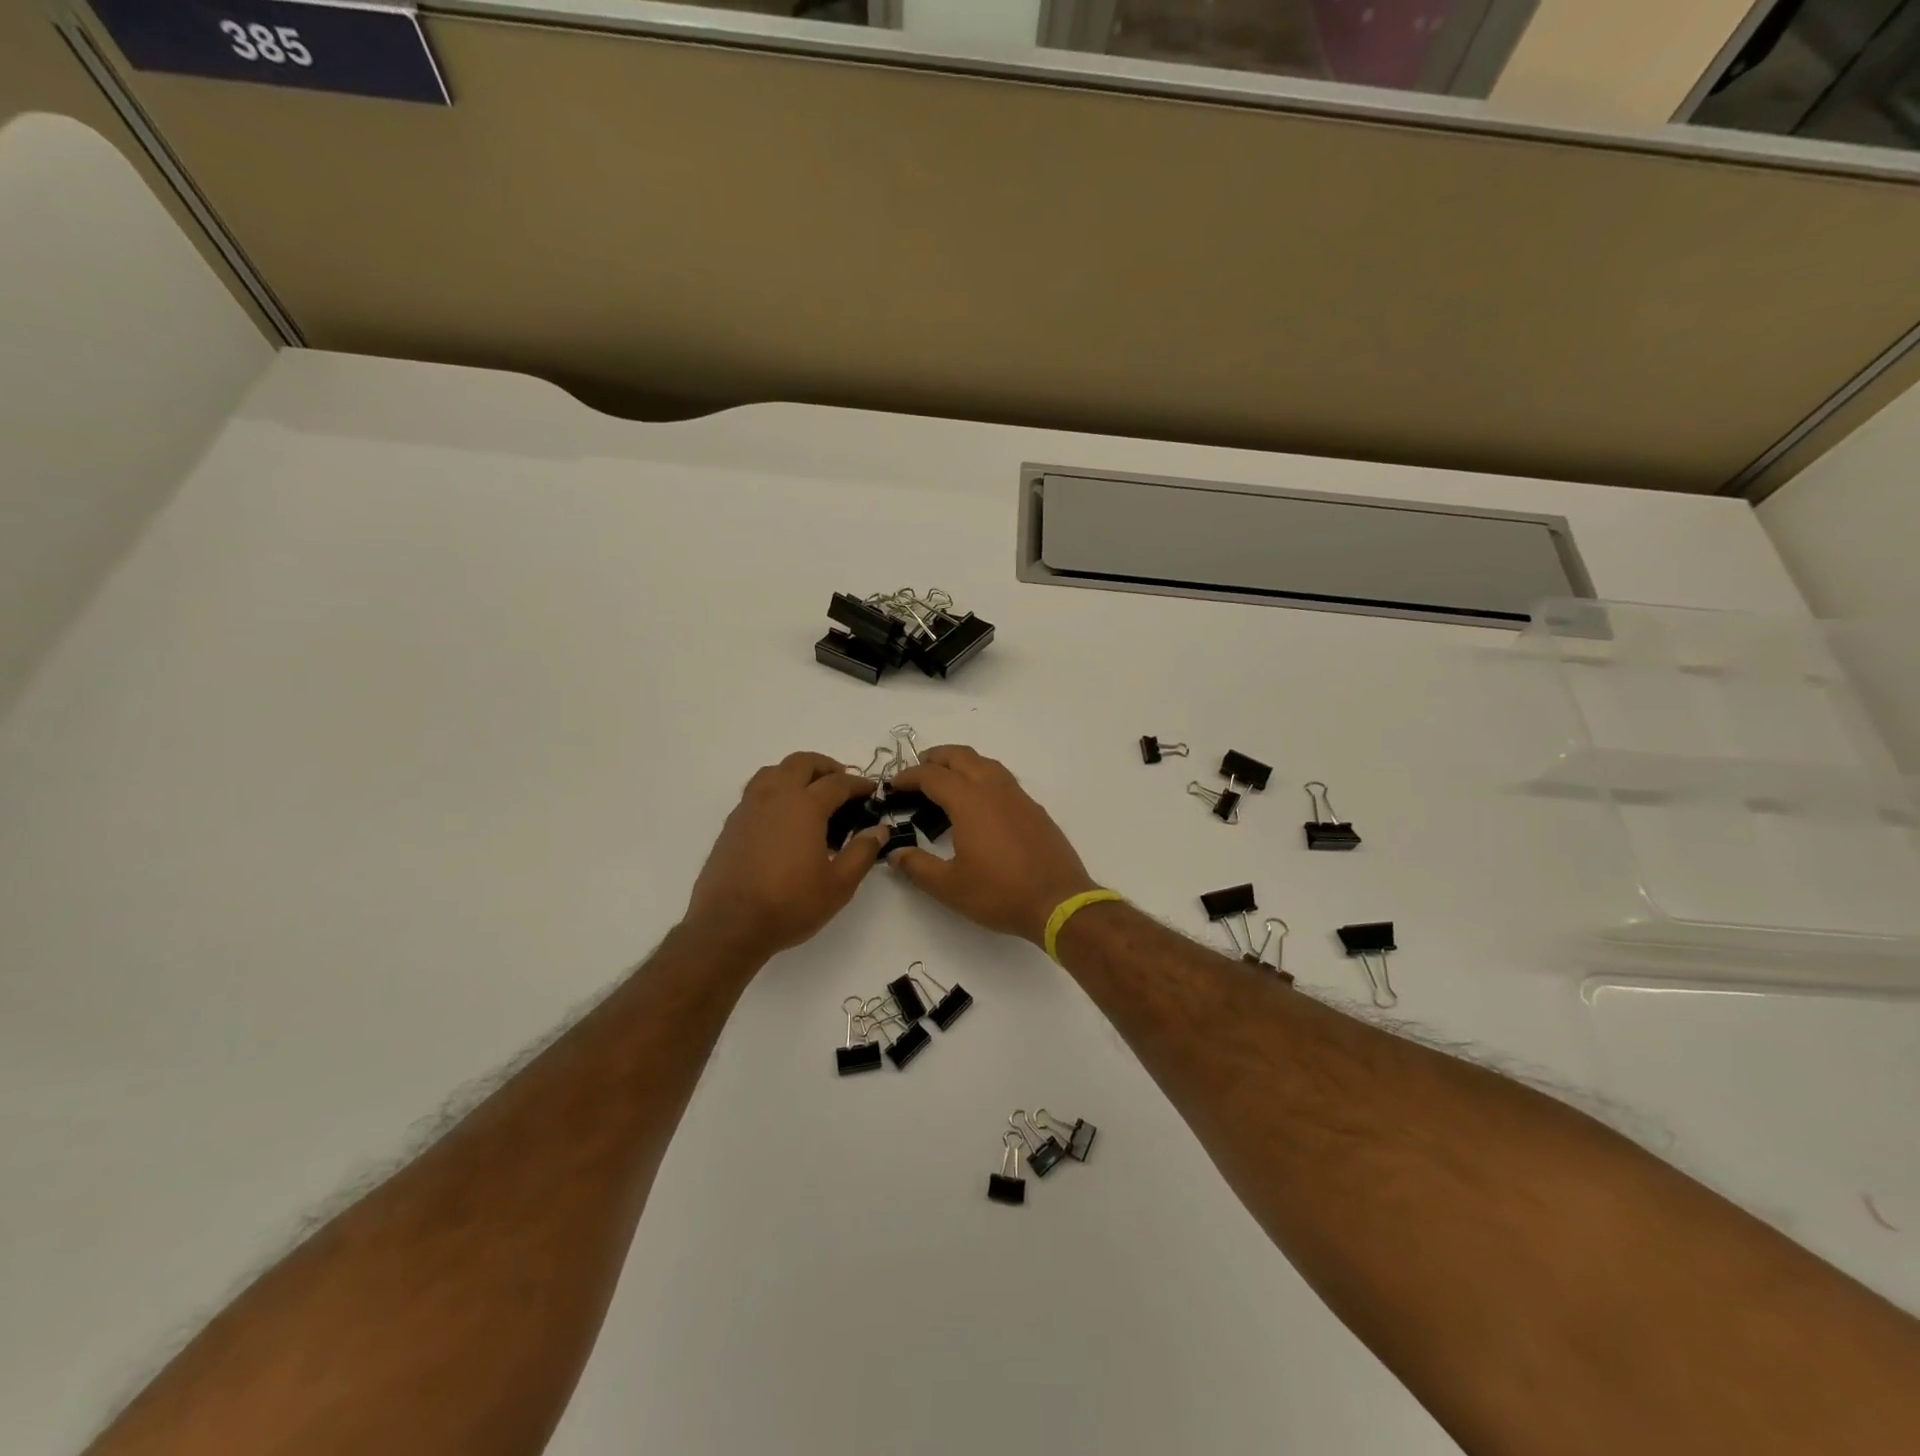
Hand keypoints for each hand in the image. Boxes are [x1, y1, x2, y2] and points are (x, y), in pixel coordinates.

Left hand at [683, 752, 886, 958]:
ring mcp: (748, 808)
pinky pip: (756, 792)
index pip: (837, 783)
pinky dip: (774, 791)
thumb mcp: (839, 885)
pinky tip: (782, 817)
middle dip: (826, 767)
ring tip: (809, 793)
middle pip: (801, 763)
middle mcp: (775, 797)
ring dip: (795, 773)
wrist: (729, 926)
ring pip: (773, 772)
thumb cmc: (790, 904)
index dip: (859, 784)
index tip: (872, 791)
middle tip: (842, 784)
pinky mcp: (731, 824)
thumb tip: (879, 830)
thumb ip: (862, 852)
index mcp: (805, 807)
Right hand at [887, 746, 1098, 945]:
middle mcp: (994, 789)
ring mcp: (1018, 797)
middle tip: (917, 770)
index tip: (893, 785)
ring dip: (961, 763)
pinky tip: (980, 801)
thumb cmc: (1000, 893)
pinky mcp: (1034, 809)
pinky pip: (1003, 779)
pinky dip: (983, 776)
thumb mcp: (950, 886)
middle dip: (935, 758)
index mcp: (970, 802)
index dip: (909, 776)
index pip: (933, 776)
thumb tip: (894, 852)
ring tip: (946, 779)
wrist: (1058, 901)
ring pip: (985, 763)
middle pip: (961, 757)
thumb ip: (917, 866)